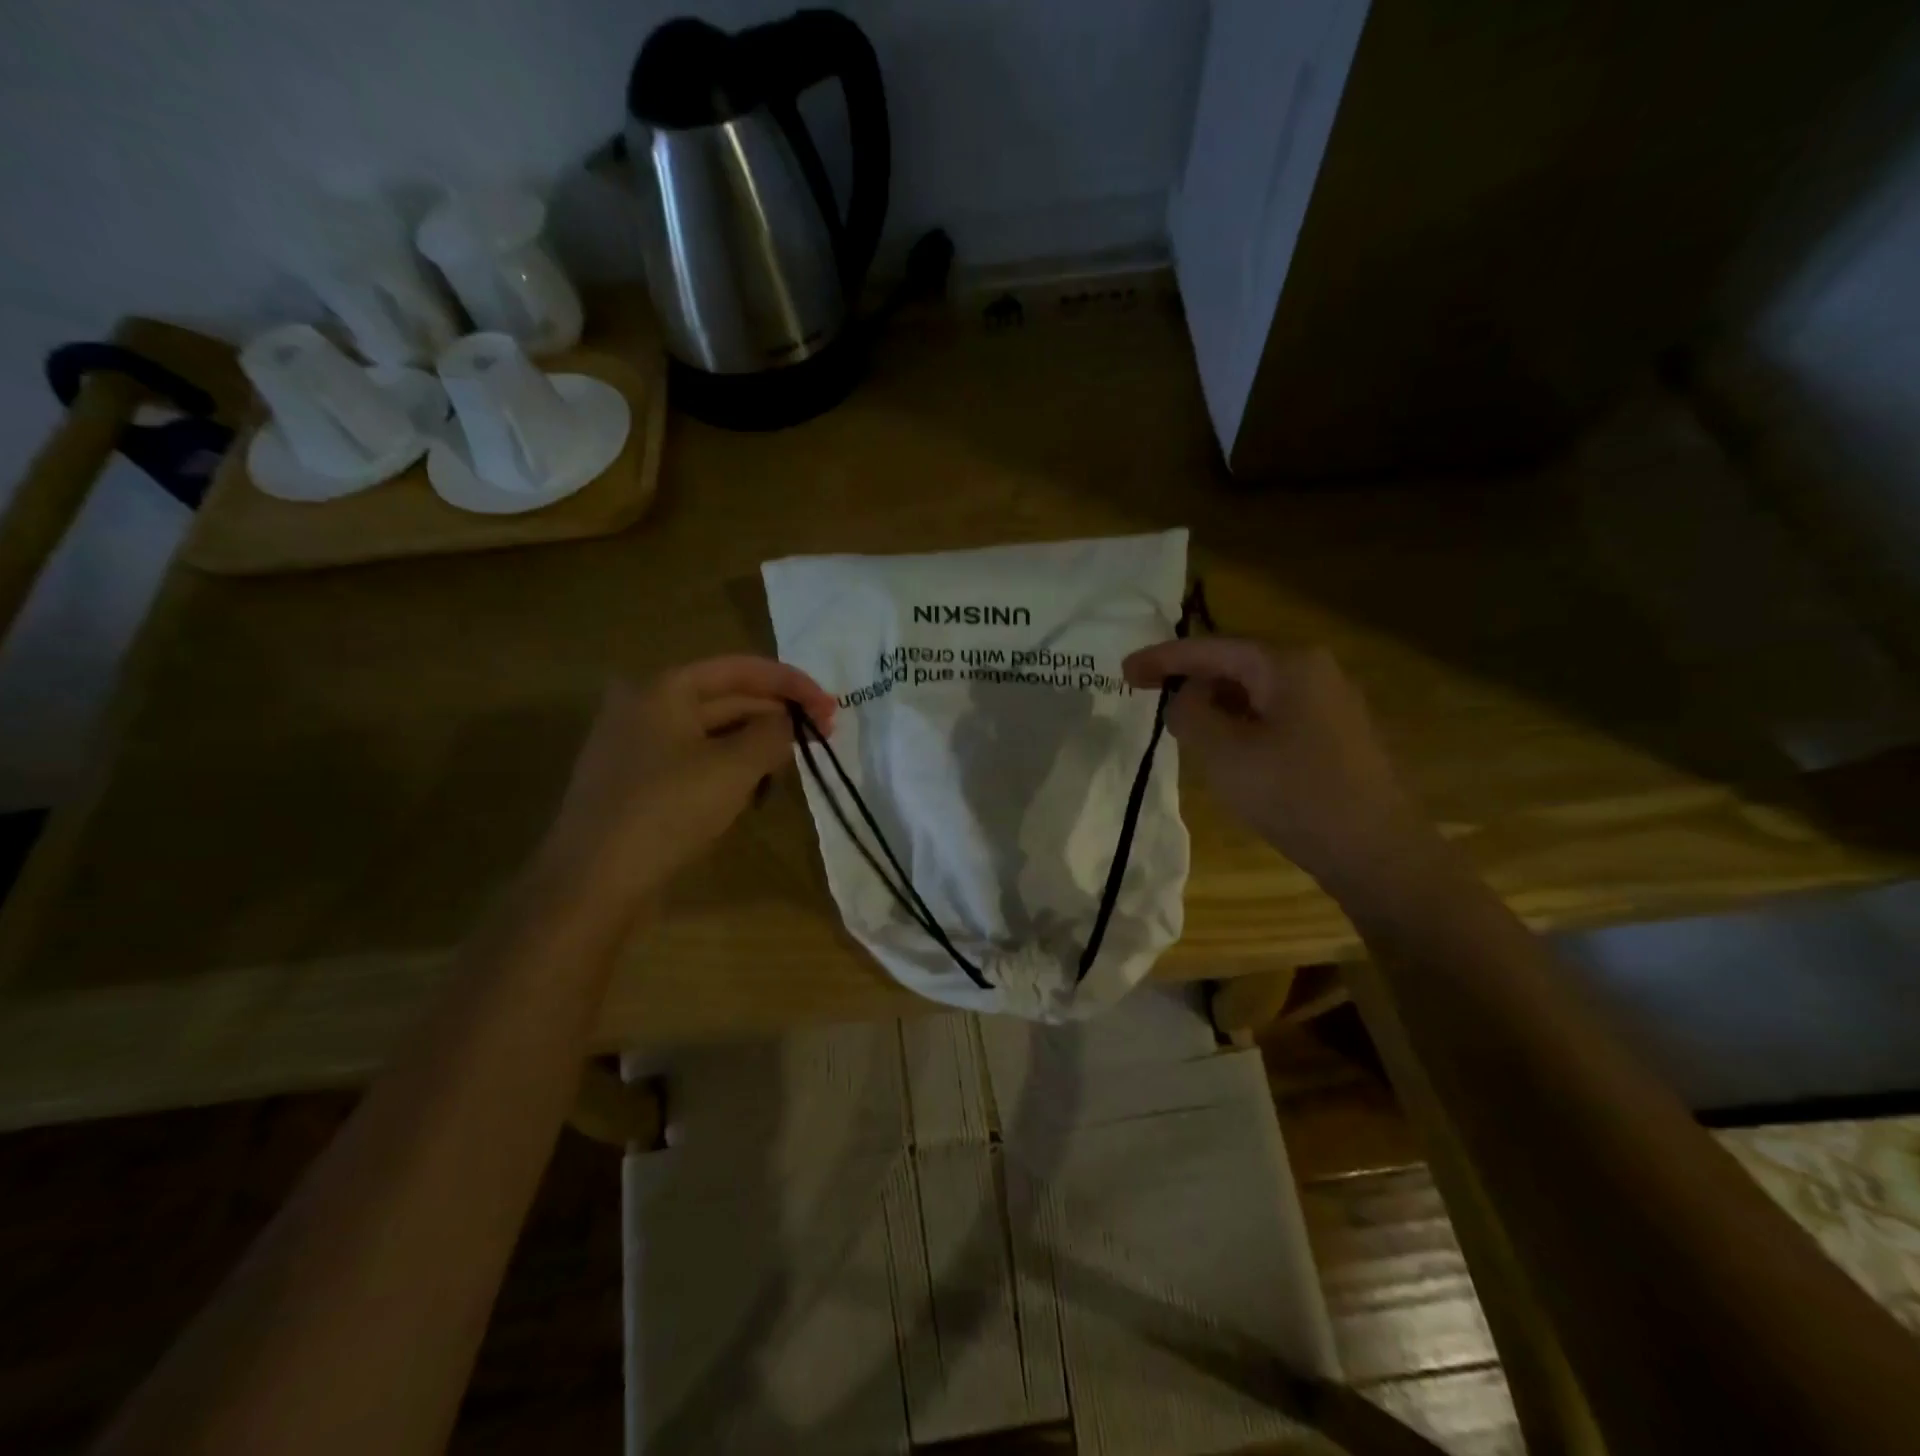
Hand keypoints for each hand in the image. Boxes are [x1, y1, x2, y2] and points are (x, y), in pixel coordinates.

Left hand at [530, 656, 836, 926]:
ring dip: (756, 744)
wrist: (593, 882)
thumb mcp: (734, 767)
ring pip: (713, 733)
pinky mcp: (638, 783)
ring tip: (793, 763)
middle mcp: (645, 706)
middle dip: (777, 715)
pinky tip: (754, 790)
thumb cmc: (667, 810)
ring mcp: (637, 746)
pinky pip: (696, 761)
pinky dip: (730, 768)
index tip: (831, 707)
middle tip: (824, 735)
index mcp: (663, 688)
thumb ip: (772, 734)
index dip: (792, 684)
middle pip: (727, 698)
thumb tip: (786, 723)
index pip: (741, 669)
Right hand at [1123, 638, 1424, 886]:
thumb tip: (1184, 697)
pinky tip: (1226, 747)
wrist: (1375, 851)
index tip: (1124, 670)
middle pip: (1236, 663)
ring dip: (1215, 703)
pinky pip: (1275, 713)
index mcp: (1288, 663)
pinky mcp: (1336, 733)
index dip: (1163, 658)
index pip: (1212, 648)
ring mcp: (1331, 701)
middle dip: (1190, 678)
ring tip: (1183, 726)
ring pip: (1256, 690)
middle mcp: (1314, 670)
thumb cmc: (1293, 794)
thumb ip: (1189, 713)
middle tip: (1149, 695)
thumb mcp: (1223, 753)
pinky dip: (1241, 722)